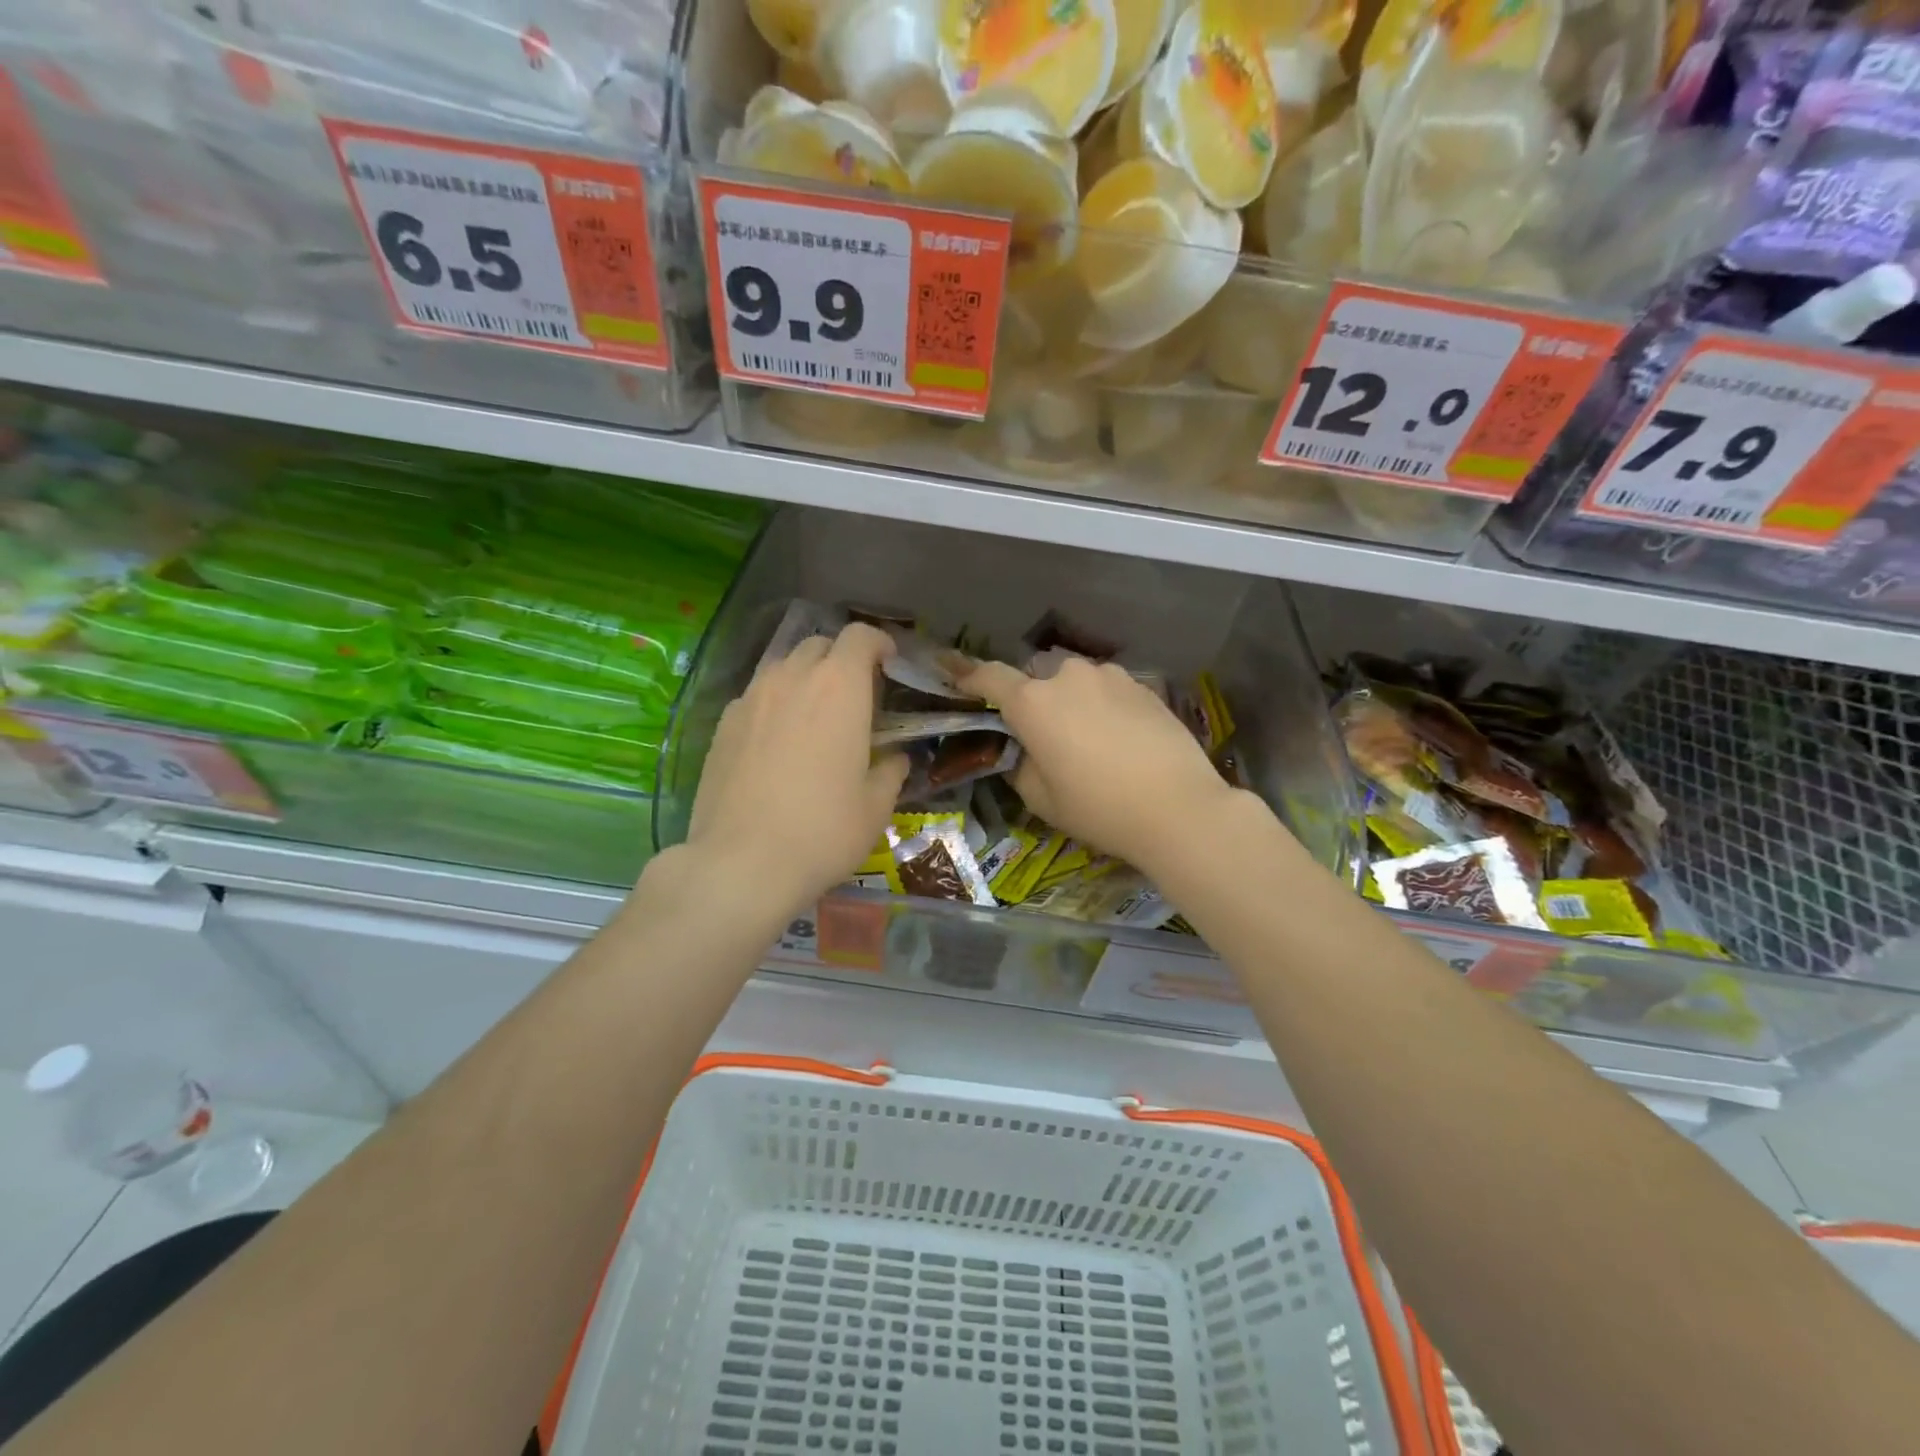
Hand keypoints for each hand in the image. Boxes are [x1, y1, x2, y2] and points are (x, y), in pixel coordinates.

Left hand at [682, 622, 907, 917]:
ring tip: (815, 717)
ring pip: (783, 667)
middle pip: (819, 645)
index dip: (879, 643)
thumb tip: (895, 759)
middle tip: (856, 696)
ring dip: (805, 679)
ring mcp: (751, 699)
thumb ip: (891, 771)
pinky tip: (778, 743)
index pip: (860, 637)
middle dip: (842, 659)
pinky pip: (756, 697)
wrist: (742, 862)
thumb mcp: (876, 806)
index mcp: (839, 688)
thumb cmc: (823, 830)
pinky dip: (775, 704)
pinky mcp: (723, 725)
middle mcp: (792, 679)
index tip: (890, 664)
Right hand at [956, 655, 1239, 874]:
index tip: (956, 675)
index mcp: (1033, 703)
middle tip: (1045, 738)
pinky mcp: (1142, 685)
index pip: (989, 677)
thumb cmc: (1098, 808)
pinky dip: (1103, 707)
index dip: (969, 676)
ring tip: (1089, 742)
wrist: (1178, 807)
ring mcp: (1109, 677)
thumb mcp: (1042, 799)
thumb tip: (1024, 751)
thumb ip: (1021, 765)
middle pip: (1037, 680)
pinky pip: (1108, 691)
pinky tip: (1120, 740)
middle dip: (1034, 701)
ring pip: (1076, 684)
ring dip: (1072, 703)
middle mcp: (1067, 677)